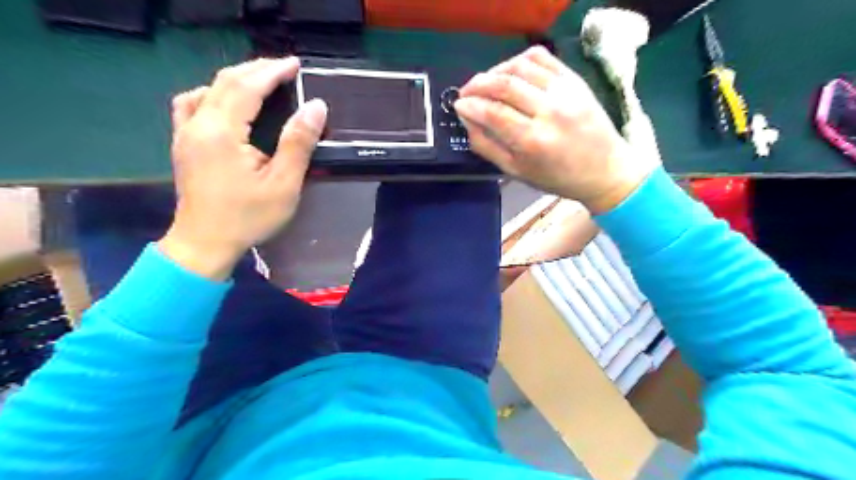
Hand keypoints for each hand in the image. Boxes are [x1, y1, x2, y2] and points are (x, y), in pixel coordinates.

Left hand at [158, 56, 328, 278]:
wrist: (205, 243)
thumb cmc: (248, 217)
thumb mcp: (283, 184)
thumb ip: (298, 143)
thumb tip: (315, 107)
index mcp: (222, 132)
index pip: (247, 87)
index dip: (272, 71)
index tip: (295, 64)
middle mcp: (198, 124)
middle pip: (225, 82)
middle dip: (256, 70)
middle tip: (285, 68)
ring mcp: (185, 133)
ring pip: (207, 90)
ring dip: (235, 79)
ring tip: (260, 81)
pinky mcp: (183, 144)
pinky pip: (192, 104)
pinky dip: (212, 93)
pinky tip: (225, 102)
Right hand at [458, 45, 655, 213]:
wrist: (604, 170)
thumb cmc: (557, 178)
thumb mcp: (517, 172)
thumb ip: (487, 146)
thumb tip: (467, 121)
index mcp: (533, 141)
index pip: (492, 112)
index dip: (470, 105)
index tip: (458, 105)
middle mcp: (549, 111)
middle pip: (504, 85)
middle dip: (477, 84)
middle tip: (465, 91)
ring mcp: (565, 92)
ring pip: (521, 66)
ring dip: (495, 70)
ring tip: (486, 82)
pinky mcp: (575, 80)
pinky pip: (542, 58)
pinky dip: (520, 60)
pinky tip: (511, 72)